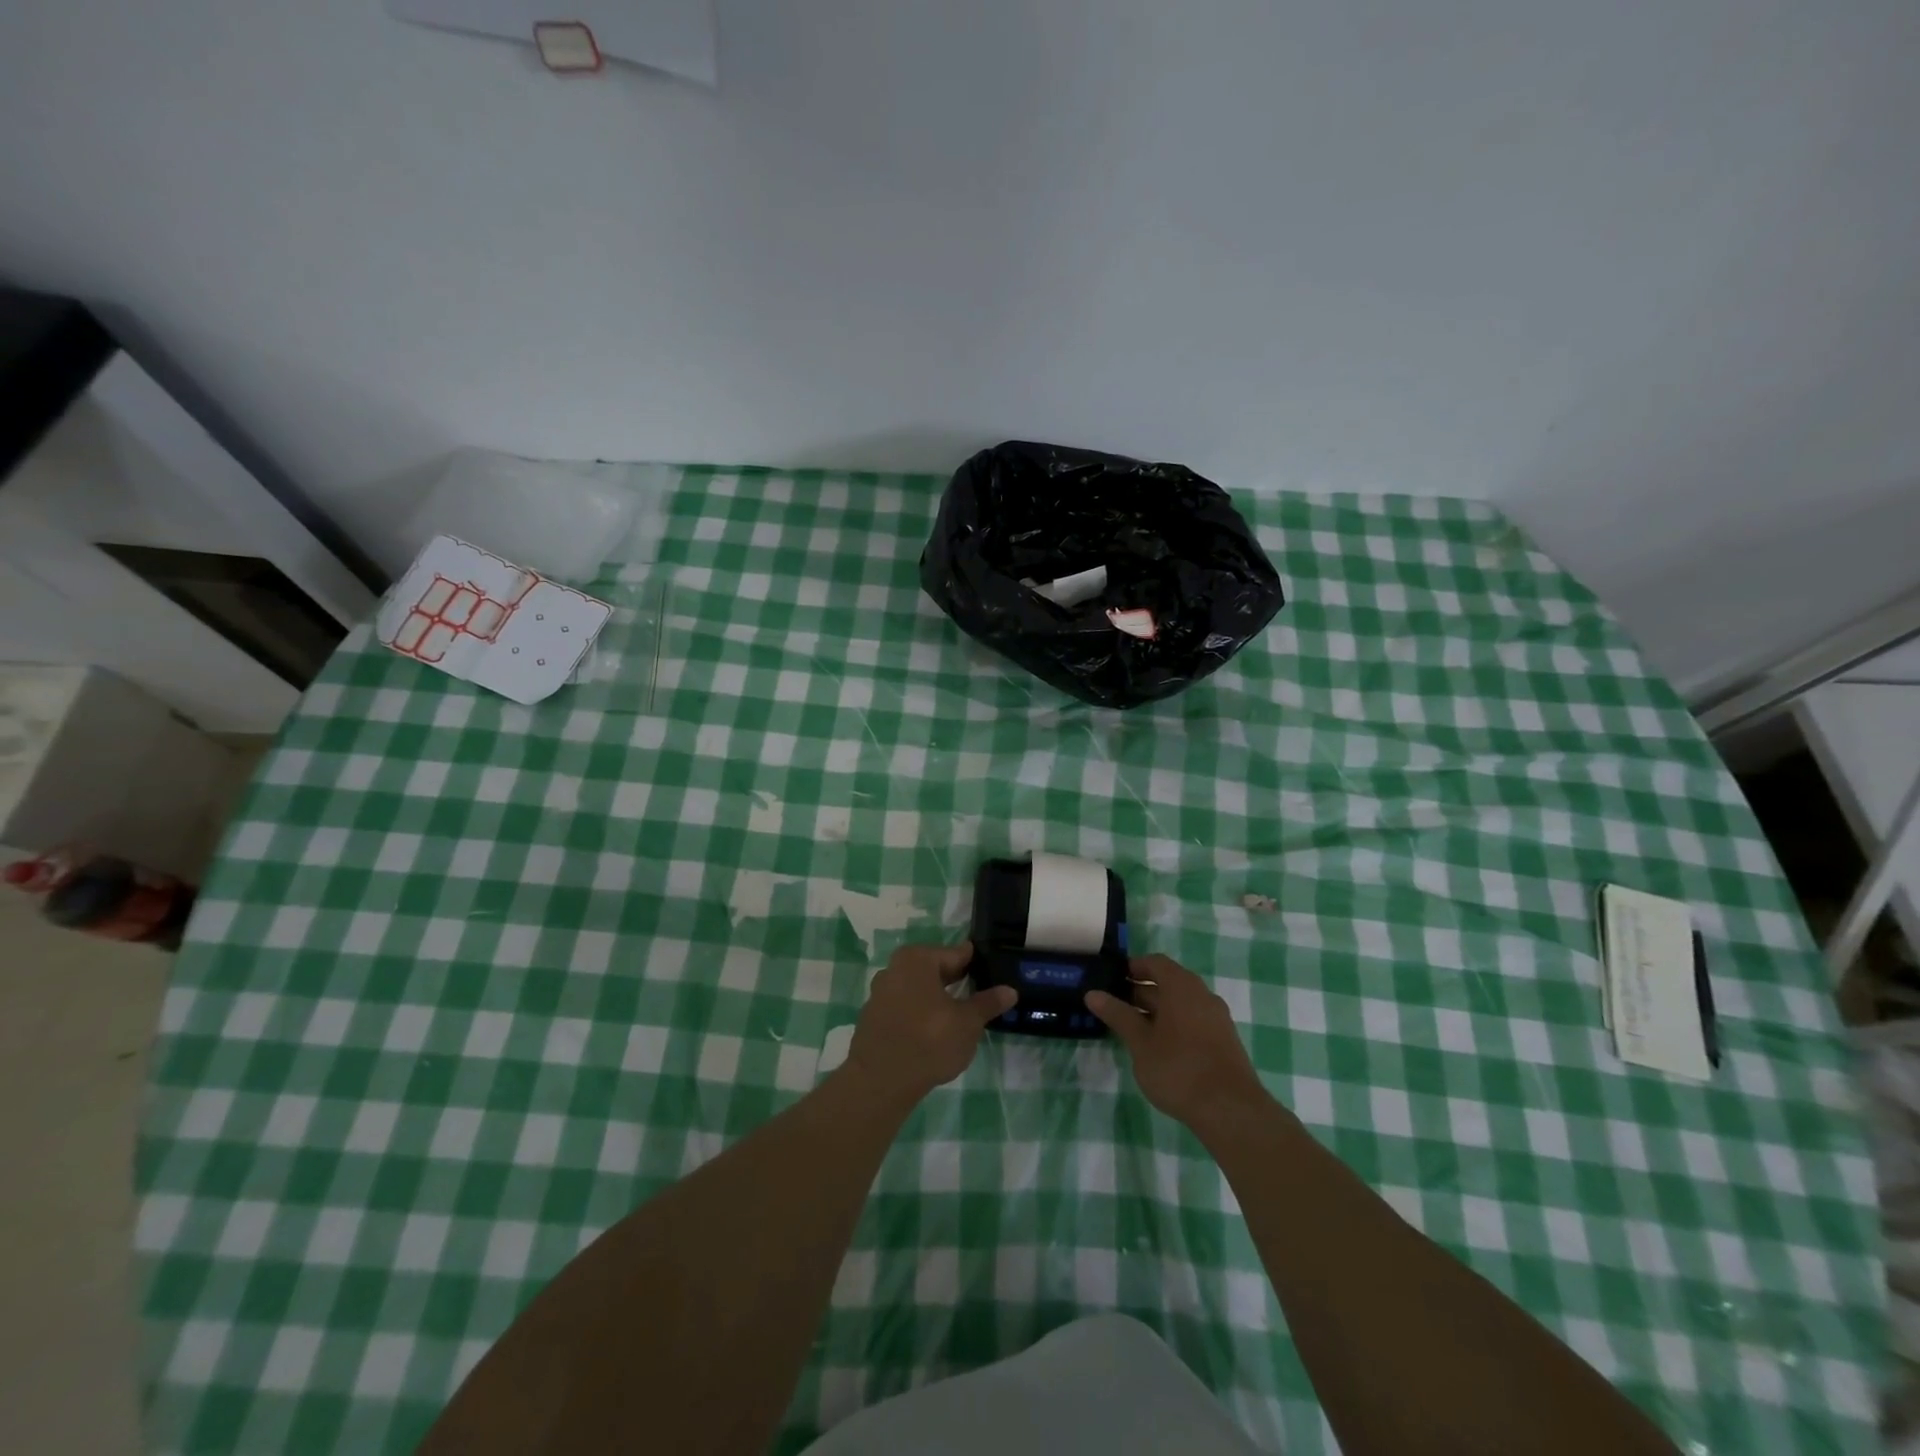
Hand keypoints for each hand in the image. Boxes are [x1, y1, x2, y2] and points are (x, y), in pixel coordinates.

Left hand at [844, 942, 1016, 1102]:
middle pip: (935, 970)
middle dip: (957, 982)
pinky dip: (919, 1014)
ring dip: (937, 999)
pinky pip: (904, 1007)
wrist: (880, 1081)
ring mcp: (880, 993)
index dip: (977, 964)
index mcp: (918, 959)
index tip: (993, 972)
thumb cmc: (929, 1041)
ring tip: (959, 1016)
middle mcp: (895, 968)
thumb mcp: (967, 1023)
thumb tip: (1010, 990)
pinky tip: (933, 1032)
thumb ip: (988, 1003)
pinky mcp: (873, 1017)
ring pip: (919, 989)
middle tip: (981, 996)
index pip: (956, 954)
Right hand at [1086, 954, 1268, 1132]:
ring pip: (1181, 1003)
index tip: (1112, 979)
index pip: (1155, 962)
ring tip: (1132, 1028)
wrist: (1231, 1110)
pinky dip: (1173, 1024)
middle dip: (1141, 991)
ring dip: (1156, 1010)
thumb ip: (1118, 1015)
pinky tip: (1158, 1047)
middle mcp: (1202, 995)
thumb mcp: (1140, 1042)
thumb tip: (1093, 994)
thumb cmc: (1178, 1069)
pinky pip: (1193, 1020)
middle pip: (1168, 982)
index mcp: (1182, 987)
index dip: (1133, 967)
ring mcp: (1216, 1018)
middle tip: (1114, 1006)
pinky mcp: (1223, 1040)